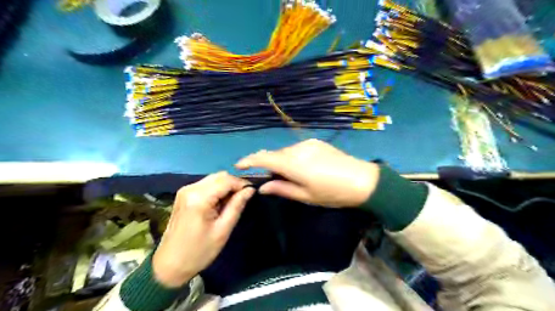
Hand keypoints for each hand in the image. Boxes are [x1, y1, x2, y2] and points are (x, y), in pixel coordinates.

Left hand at [152, 173, 253, 286]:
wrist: (169, 265)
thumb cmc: (199, 251)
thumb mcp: (223, 230)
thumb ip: (237, 206)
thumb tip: (250, 190)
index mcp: (199, 198)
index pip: (227, 180)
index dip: (242, 184)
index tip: (253, 192)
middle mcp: (190, 188)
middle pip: (219, 176)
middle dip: (234, 184)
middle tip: (243, 198)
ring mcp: (185, 190)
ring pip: (213, 179)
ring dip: (226, 186)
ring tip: (233, 202)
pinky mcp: (183, 194)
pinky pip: (206, 185)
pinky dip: (216, 190)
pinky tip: (220, 203)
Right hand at [234, 139, 377, 207]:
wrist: (362, 180)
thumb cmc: (332, 193)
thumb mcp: (306, 196)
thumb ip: (282, 189)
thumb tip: (262, 187)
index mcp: (293, 164)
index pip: (264, 159)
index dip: (249, 160)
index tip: (239, 165)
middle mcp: (298, 149)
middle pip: (274, 154)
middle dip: (266, 163)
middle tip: (266, 177)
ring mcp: (308, 143)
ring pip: (285, 151)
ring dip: (281, 161)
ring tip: (287, 175)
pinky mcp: (316, 142)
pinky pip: (296, 149)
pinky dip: (292, 157)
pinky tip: (301, 166)